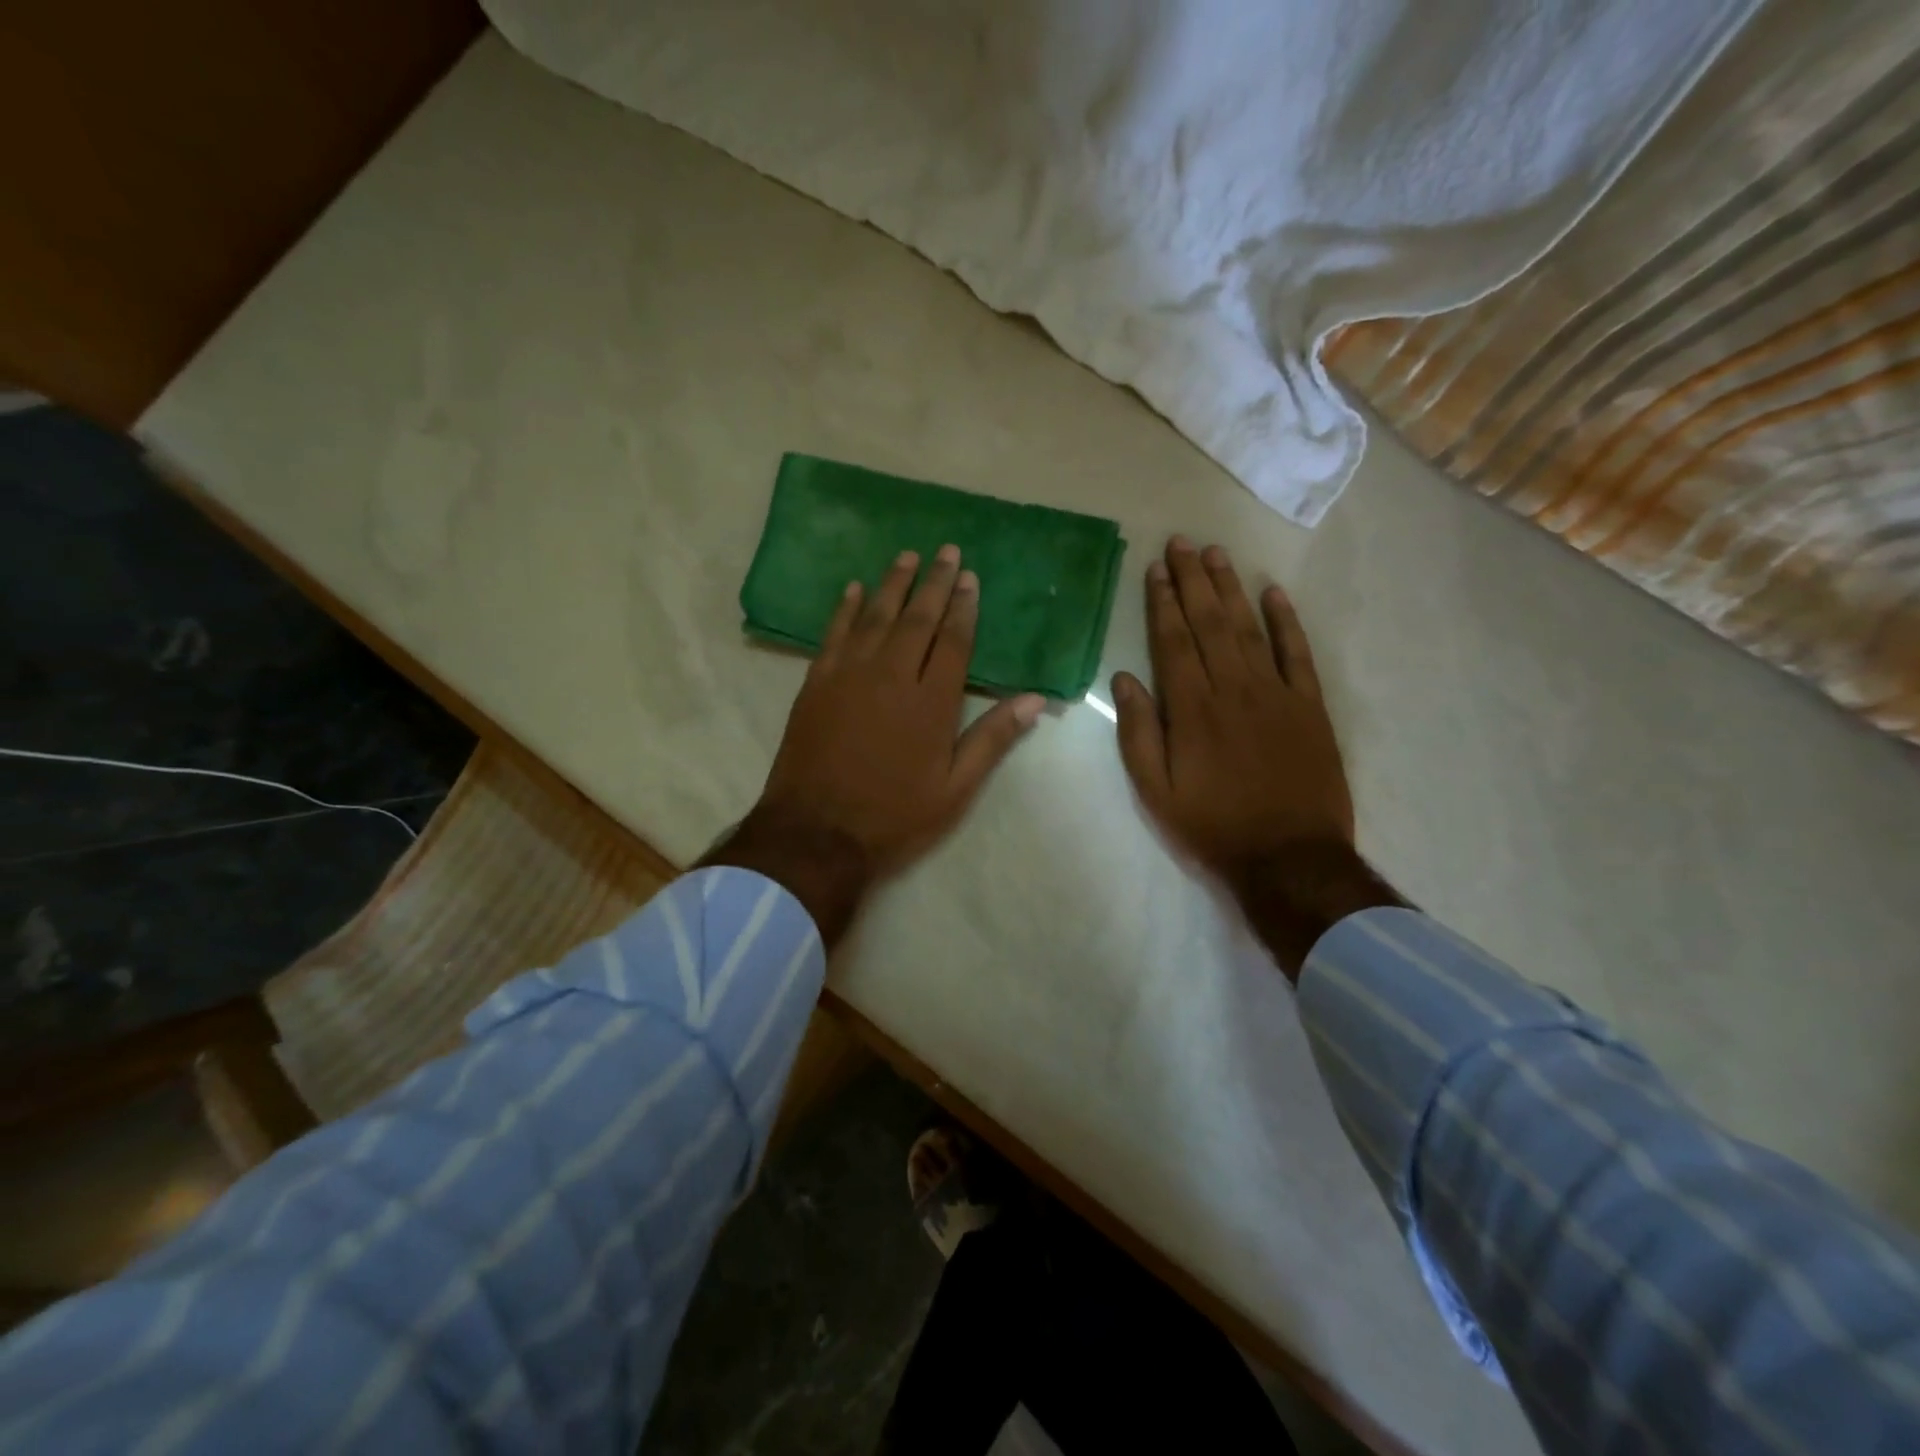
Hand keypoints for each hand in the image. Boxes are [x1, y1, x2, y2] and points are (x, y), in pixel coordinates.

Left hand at [755, 545, 1044, 881]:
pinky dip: (845, 609)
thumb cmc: (893, 816)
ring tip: (907, 556)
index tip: (970, 578)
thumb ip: (992, 740)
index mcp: (931, 702)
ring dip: (892, 584)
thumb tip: (1034, 700)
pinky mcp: (816, 683)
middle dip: (934, 583)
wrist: (816, 833)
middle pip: (917, 619)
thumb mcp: (954, 790)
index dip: (964, 608)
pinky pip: (834, 634)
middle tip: (945, 551)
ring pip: (875, 617)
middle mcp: (892, 676)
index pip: (953, 641)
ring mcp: (849, 675)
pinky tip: (854, 590)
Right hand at [1112, 537, 1353, 891]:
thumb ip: (1137, 733)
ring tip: (1216, 554)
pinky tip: (1273, 593)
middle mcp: (1233, 688)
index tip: (1156, 568)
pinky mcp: (1310, 706)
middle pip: (1209, 623)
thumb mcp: (1155, 791)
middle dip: (1193, 580)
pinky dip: (1286, 621)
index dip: (1163, 602)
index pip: (1173, 641)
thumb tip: (1124, 679)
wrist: (1289, 857)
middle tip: (1182, 542)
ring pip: (1249, 628)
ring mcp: (1276, 694)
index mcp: (1191, 709)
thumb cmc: (1212, 825)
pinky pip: (1297, 653)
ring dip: (1230, 589)